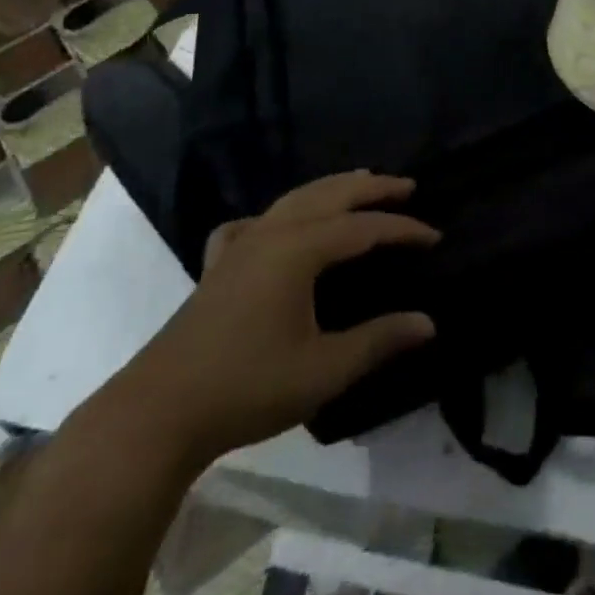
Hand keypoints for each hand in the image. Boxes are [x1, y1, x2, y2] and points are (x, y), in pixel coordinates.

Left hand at [130, 172, 438, 462]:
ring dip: (332, 188)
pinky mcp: (219, 264)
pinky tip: (274, 225)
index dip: (402, 229)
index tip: (435, 236)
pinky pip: (253, 222)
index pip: (364, 228)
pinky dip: (276, 214)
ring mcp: (241, 244)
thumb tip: (428, 323)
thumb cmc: (247, 387)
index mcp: (299, 250)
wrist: (160, 412)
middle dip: (371, 188)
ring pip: (295, 199)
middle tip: (406, 186)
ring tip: (359, 182)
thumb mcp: (323, 370)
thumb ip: (378, 341)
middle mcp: (272, 233)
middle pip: (330, 195)